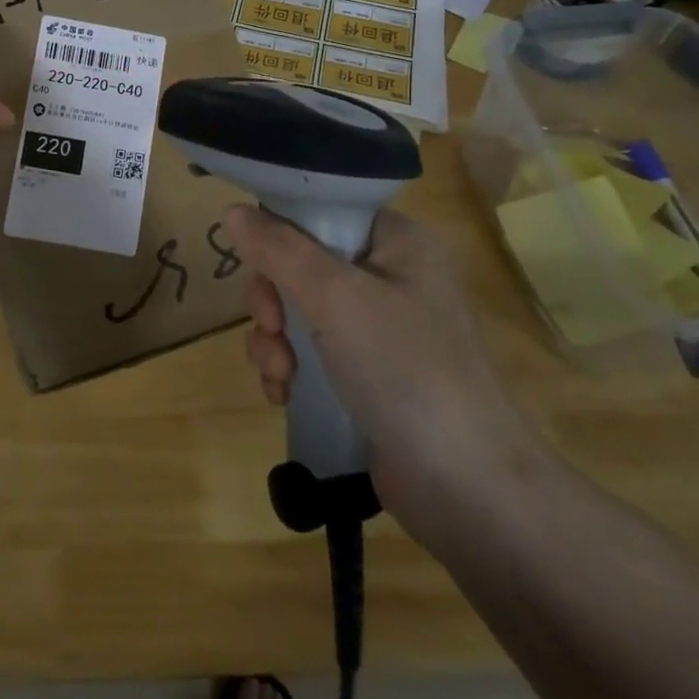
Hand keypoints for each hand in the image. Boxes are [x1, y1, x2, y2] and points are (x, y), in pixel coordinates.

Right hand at [227, 204, 552, 540]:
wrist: (467, 488)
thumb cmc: (405, 370)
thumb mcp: (336, 298)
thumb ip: (279, 249)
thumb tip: (231, 210)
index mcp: (396, 241)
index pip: (319, 210)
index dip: (278, 233)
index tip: (259, 267)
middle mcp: (388, 275)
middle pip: (298, 261)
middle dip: (272, 299)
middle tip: (272, 328)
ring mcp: (377, 327)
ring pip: (296, 308)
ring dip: (273, 340)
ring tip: (279, 375)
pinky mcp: (364, 371)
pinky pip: (307, 349)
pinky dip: (287, 368)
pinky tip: (283, 393)